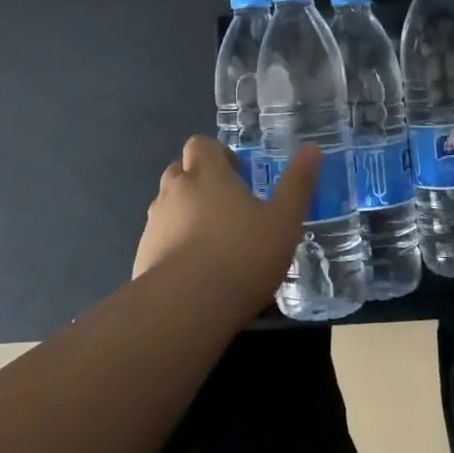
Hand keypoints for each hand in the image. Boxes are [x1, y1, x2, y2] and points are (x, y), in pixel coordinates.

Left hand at [133, 137, 317, 313]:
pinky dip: (172, 245)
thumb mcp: (284, 220)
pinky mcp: (142, 256)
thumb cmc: (241, 255)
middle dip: (199, 180)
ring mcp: (154, 224)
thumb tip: (312, 148)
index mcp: (207, 174)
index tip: (237, 175)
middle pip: (179, 170)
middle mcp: (174, 190)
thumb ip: (298, 183)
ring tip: (212, 240)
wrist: (185, 308)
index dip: (217, 154)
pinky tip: (194, 272)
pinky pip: (158, 239)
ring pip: (167, 205)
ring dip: (184, 213)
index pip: (201, 144)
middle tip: (226, 206)